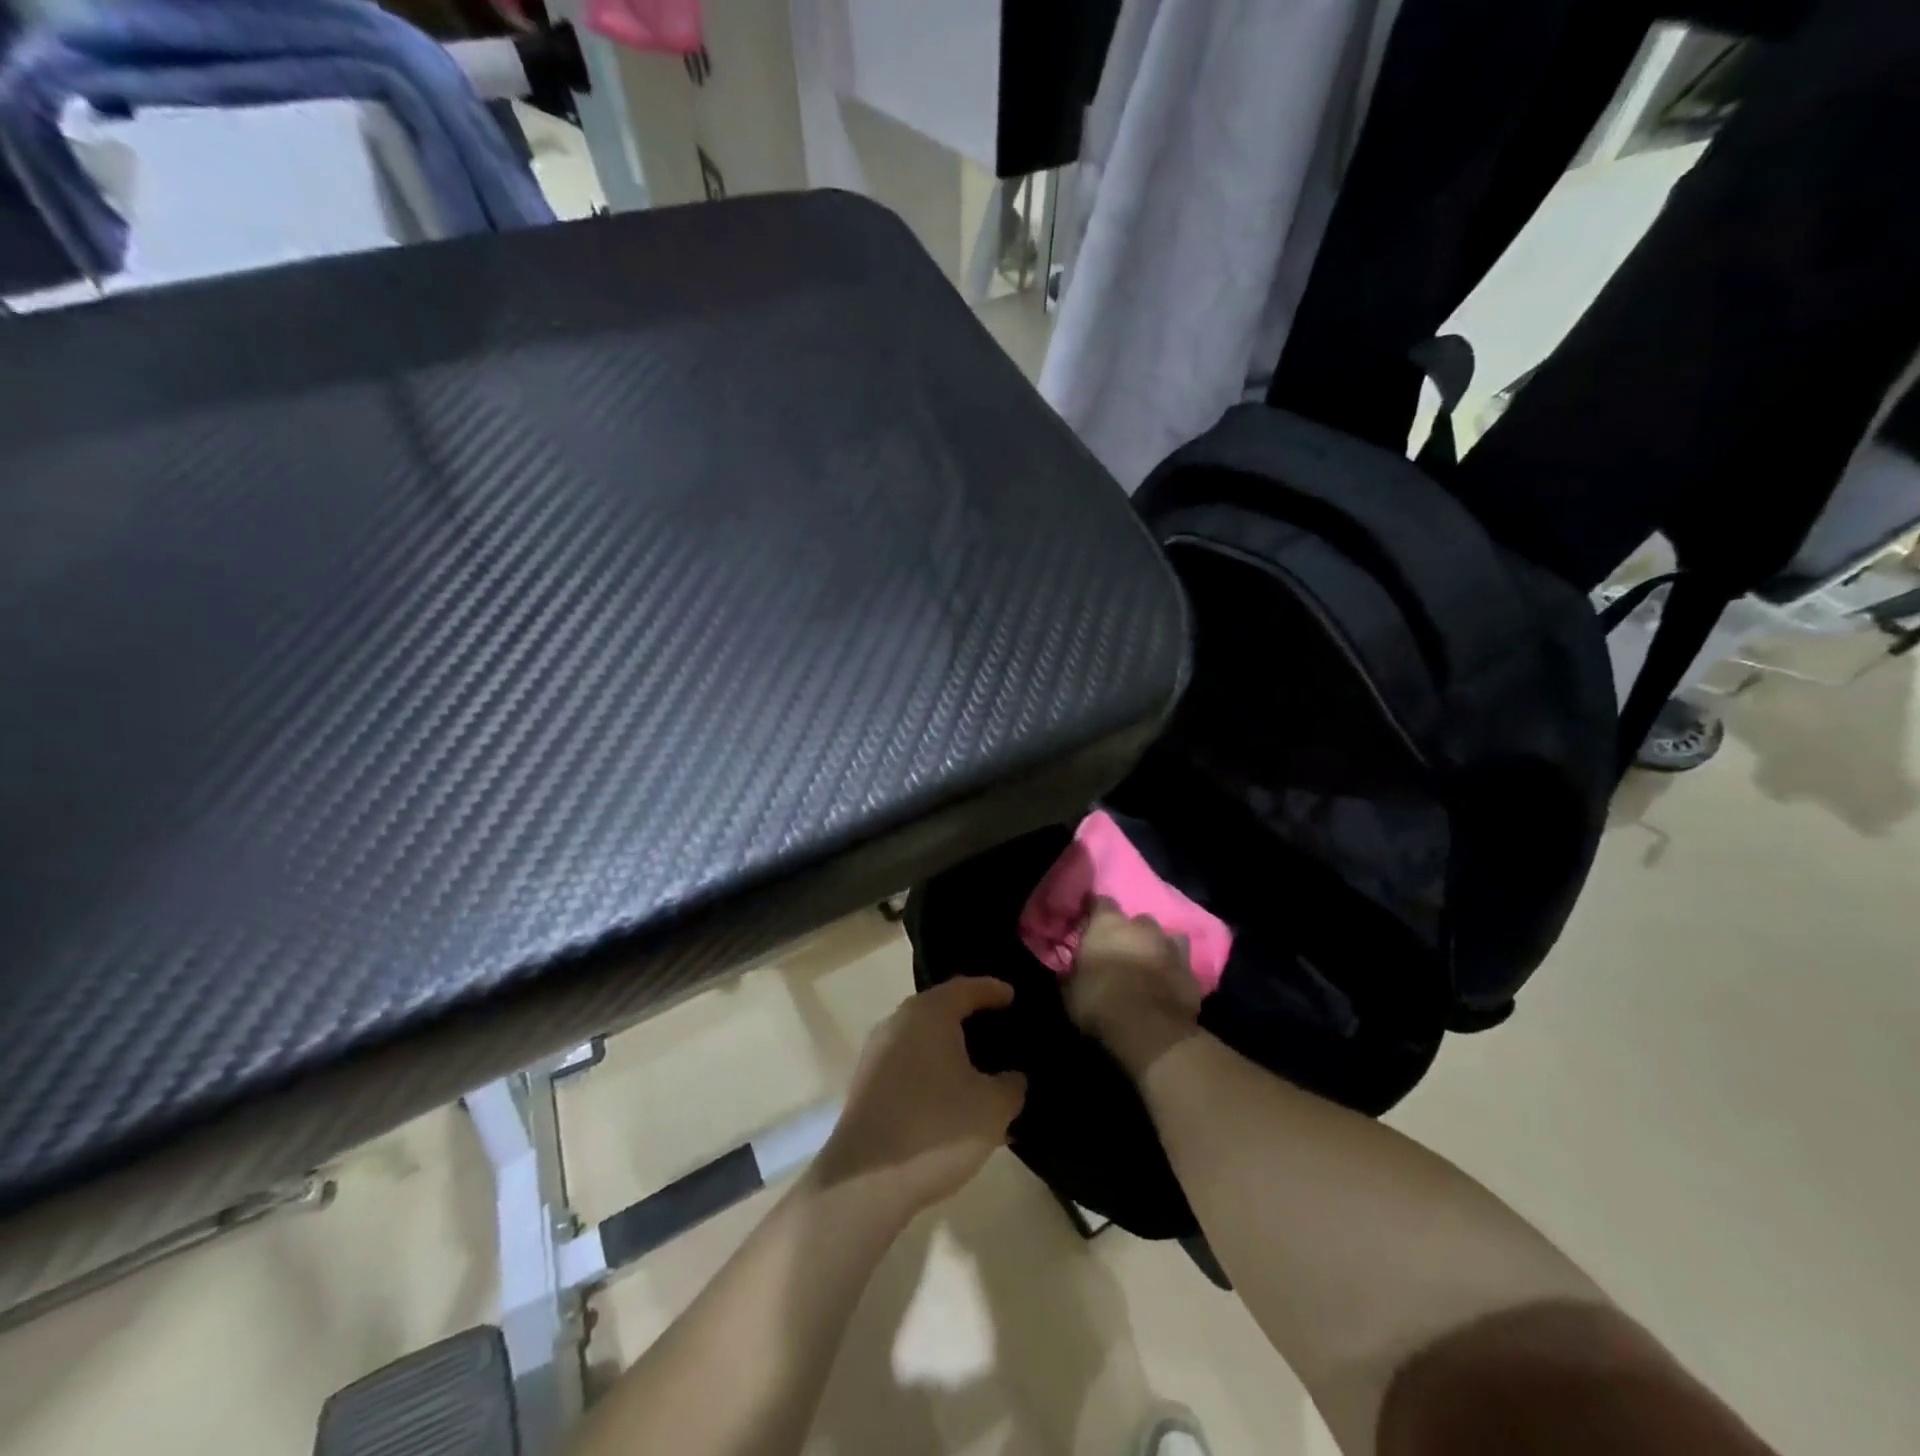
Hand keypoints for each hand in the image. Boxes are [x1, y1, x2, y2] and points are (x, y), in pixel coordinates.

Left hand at [811, 978, 1026, 1216]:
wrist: (865, 1182)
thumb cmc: (936, 1129)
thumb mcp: (992, 1108)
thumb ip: (1011, 1085)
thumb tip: (1010, 1078)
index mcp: (929, 1013)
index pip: (966, 988)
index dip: (992, 990)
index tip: (1012, 996)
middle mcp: (898, 1022)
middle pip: (940, 1010)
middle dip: (969, 1018)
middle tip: (998, 1030)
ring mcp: (877, 1054)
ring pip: (922, 1040)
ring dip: (949, 1050)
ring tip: (979, 1069)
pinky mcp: (866, 1085)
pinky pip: (908, 1064)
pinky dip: (931, 1072)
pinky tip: (951, 1099)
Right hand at [1065, 900, 1203, 1076]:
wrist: (1150, 1031)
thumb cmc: (1100, 1004)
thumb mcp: (1070, 992)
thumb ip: (1071, 973)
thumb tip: (1069, 969)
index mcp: (1107, 924)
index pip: (1100, 901)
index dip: (1094, 911)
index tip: (1089, 922)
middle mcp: (1141, 927)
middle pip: (1136, 920)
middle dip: (1129, 933)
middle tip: (1120, 951)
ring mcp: (1170, 946)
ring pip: (1164, 937)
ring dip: (1155, 947)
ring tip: (1147, 965)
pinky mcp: (1190, 971)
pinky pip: (1181, 963)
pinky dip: (1173, 969)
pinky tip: (1167, 983)